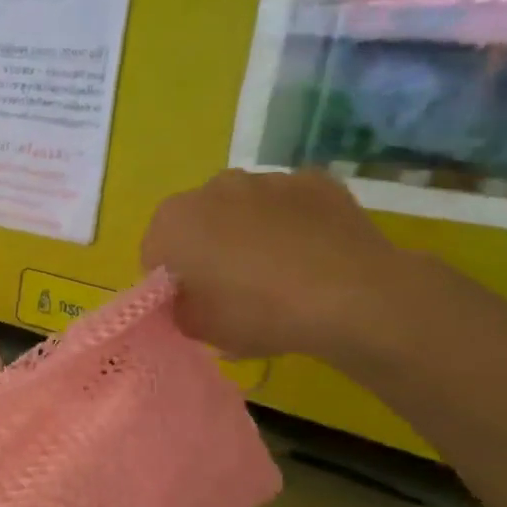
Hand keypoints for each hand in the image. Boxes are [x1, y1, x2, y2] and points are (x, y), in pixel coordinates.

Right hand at [139, 169, 412, 361]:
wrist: (352, 297)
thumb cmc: (257, 312)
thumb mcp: (197, 328)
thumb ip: (176, 308)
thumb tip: (185, 298)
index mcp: (173, 220)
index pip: (155, 252)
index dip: (170, 281)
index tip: (192, 303)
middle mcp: (214, 187)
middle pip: (199, 222)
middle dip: (208, 249)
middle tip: (231, 290)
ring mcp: (268, 178)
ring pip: (245, 209)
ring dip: (249, 233)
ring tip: (277, 273)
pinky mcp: (316, 181)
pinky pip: (290, 205)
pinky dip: (292, 224)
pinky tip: (310, 256)